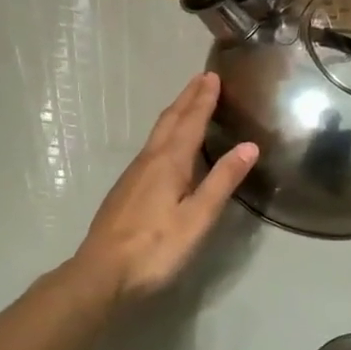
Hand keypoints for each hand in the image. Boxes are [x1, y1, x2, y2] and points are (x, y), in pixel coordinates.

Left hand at [74, 72, 257, 302]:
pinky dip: (165, 134)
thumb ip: (222, 181)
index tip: (213, 76)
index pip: (190, 122)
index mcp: (169, 162)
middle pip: (170, 121)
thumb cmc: (155, 247)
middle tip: (202, 78)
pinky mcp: (125, 189)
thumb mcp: (197, 218)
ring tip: (188, 103)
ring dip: (175, 114)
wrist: (101, 273)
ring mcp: (133, 174)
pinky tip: (166, 147)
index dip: (203, 99)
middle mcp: (149, 160)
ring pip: (157, 134)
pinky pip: (150, 148)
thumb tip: (249, 146)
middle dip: (187, 98)